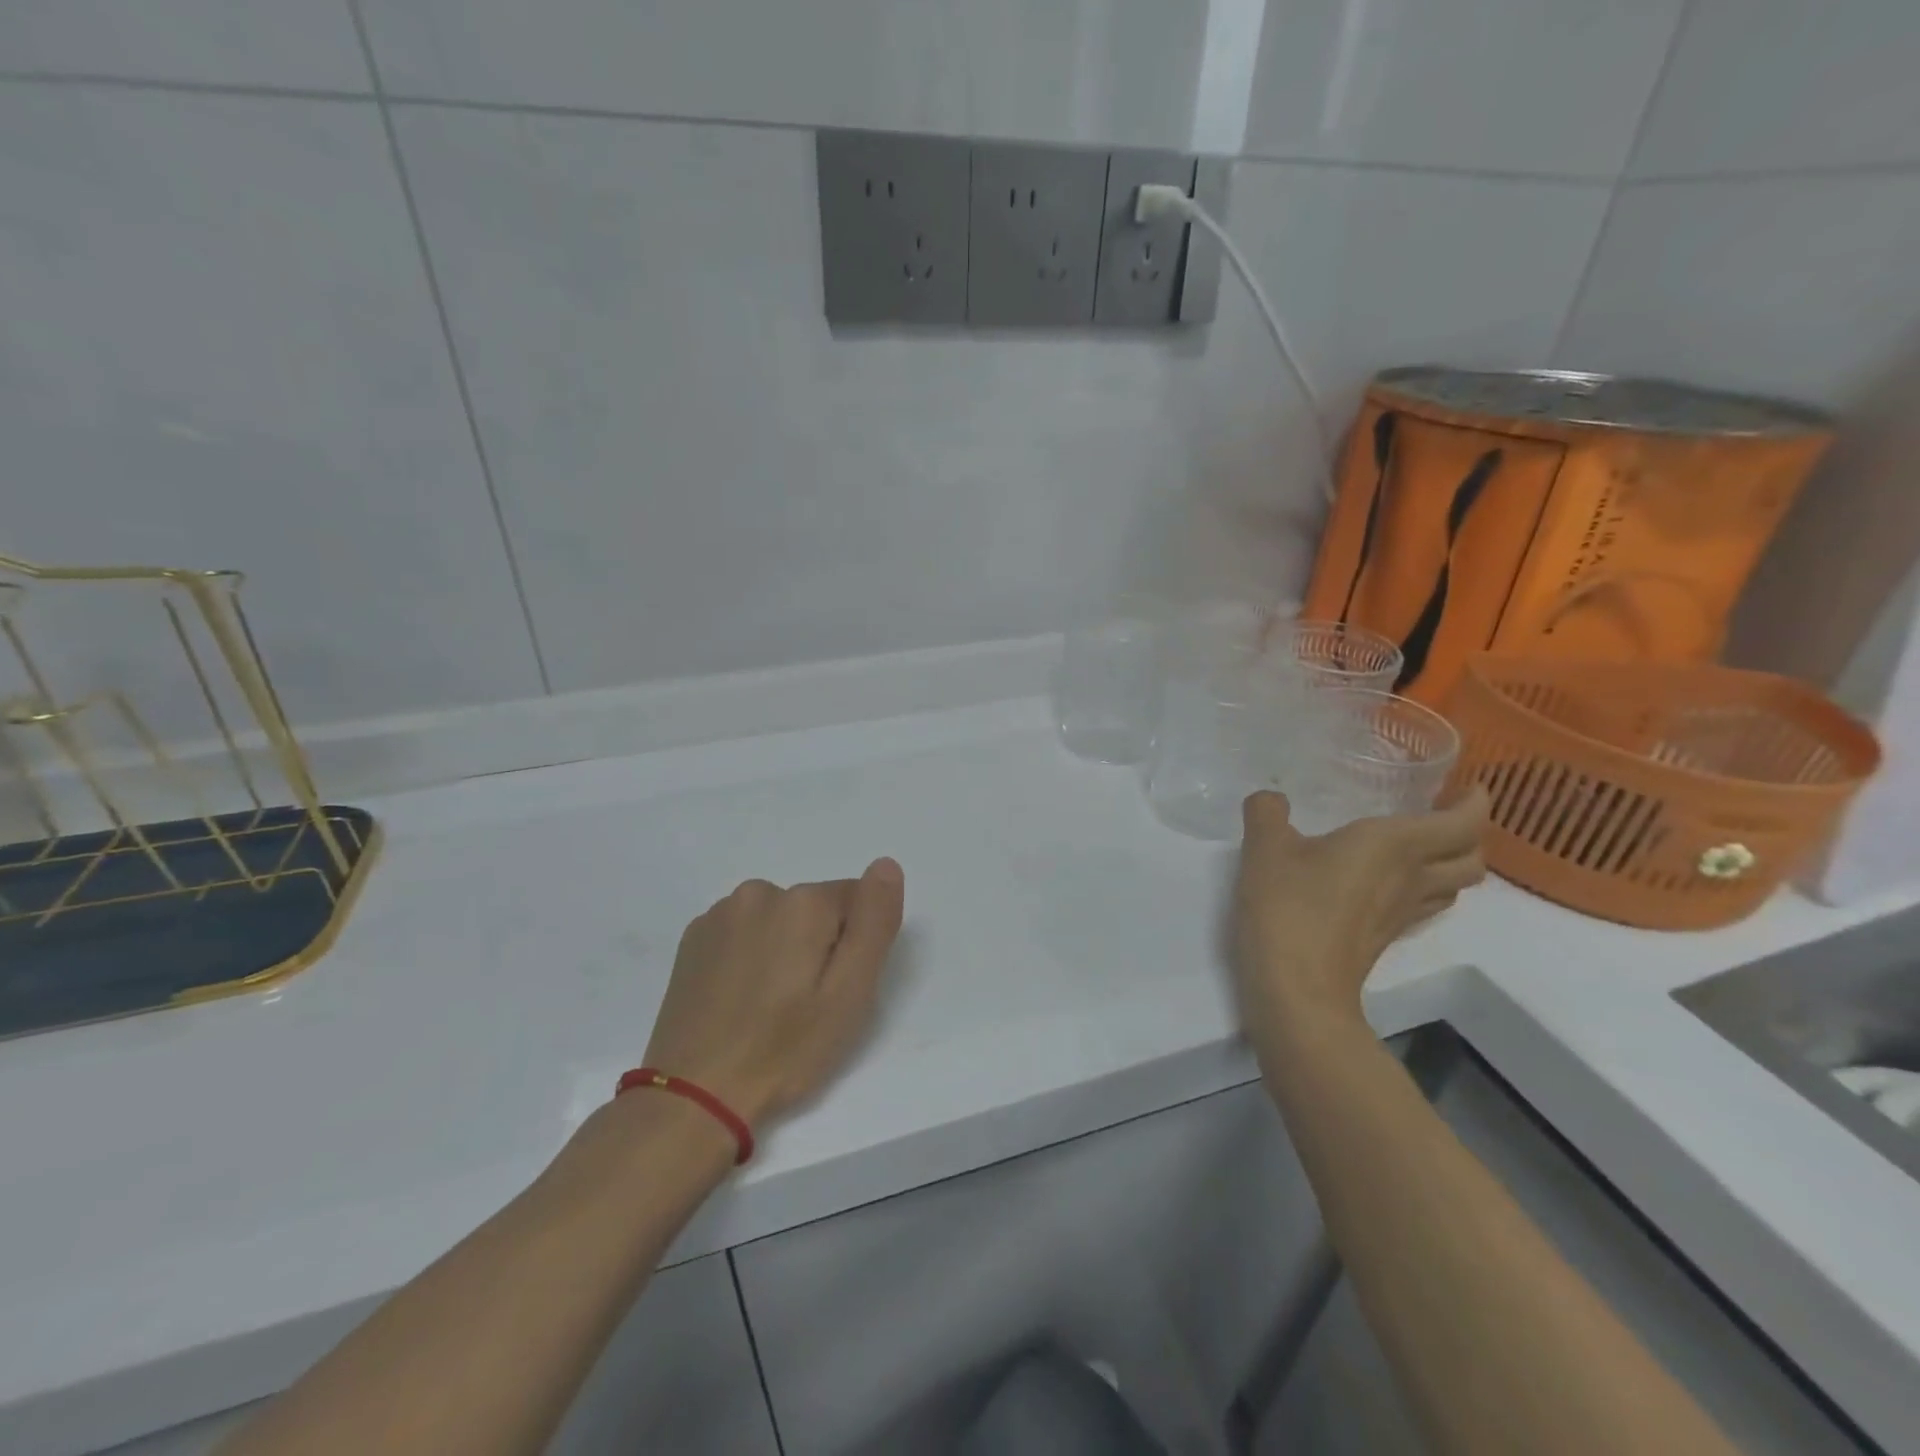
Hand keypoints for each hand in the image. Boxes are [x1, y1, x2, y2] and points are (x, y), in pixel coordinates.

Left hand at [643, 859, 905, 1128]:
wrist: (694, 1095)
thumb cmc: (785, 1048)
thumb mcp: (850, 992)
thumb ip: (874, 921)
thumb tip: (886, 865)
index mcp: (803, 902)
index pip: (856, 901)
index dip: (854, 947)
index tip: (836, 990)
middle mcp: (760, 892)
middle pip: (815, 908)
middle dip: (819, 946)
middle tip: (807, 1005)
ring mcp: (721, 913)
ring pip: (778, 919)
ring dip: (783, 949)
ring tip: (770, 1006)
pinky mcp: (694, 938)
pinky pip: (743, 932)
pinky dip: (750, 955)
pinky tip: (740, 999)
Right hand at [1233, 789, 1486, 1058]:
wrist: (1296, 987)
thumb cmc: (1289, 906)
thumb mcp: (1265, 847)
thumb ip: (1267, 813)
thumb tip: (1270, 800)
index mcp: (1395, 844)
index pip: (1465, 822)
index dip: (1477, 803)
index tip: (1468, 786)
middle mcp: (1413, 877)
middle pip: (1472, 858)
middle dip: (1470, 835)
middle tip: (1443, 816)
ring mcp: (1403, 913)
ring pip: (1453, 886)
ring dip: (1450, 865)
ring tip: (1422, 849)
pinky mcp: (1386, 938)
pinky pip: (1423, 905)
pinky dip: (1421, 889)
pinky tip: (1386, 885)